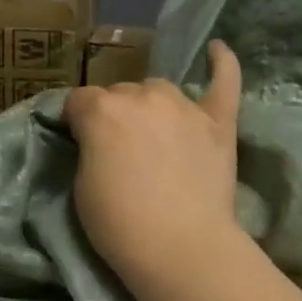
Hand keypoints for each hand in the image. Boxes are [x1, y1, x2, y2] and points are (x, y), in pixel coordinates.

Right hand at [61, 39, 241, 288]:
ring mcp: (185, 106)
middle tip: (119, 152)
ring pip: (160, 89)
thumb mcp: (81, 186)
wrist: (180, 248)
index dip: (76, 122)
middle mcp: (142, 96)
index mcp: (101, 110)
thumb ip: (89, 147)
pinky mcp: (219, 122)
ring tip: (154, 136)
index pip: (78, 101)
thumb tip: (97, 136)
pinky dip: (222, 64)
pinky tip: (217, 52)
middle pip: (120, 93)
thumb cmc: (119, 226)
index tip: (79, 143)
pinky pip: (225, 80)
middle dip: (115, 116)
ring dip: (151, 106)